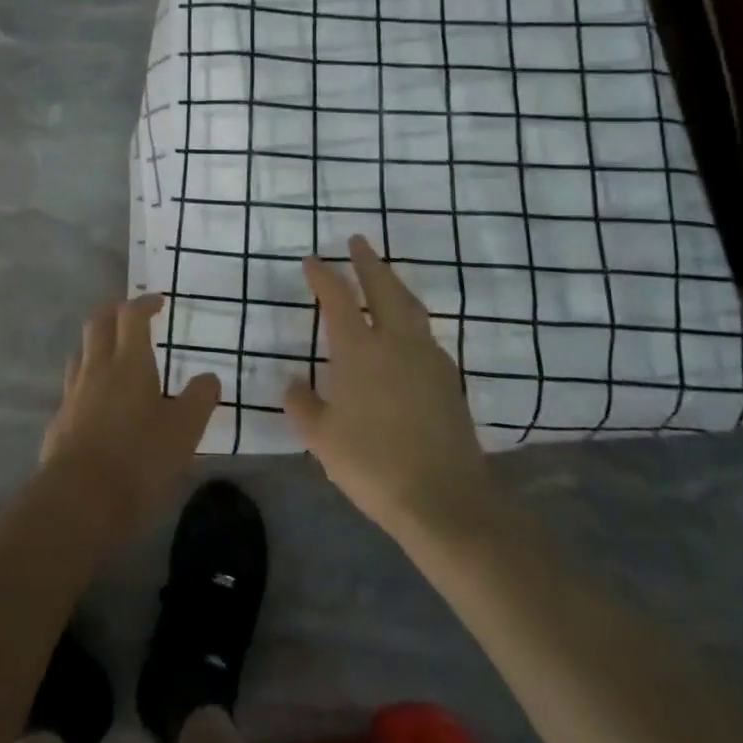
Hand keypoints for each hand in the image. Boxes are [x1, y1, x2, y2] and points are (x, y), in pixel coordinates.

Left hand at [40, 294, 220, 541]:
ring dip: (96, 345)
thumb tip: (210, 376)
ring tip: (113, 355)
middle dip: (113, 312)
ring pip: (80, 353)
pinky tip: (96, 403)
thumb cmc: (139, 459)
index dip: (144, 303)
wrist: (78, 500)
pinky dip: (86, 382)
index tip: (157, 302)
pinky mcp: (58, 421)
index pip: (131, 316)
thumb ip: (200, 399)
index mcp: (129, 362)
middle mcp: (96, 368)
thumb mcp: (184, 431)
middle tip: (129, 315)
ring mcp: (72, 394)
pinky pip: (72, 388)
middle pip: (97, 323)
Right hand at [286, 236, 496, 543]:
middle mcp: (395, 342)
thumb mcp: (322, 438)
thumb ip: (302, 405)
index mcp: (359, 350)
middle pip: (383, 288)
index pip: (337, 298)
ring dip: (394, 285)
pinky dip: (411, 319)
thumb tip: (293, 383)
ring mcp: (428, 359)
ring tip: (384, 278)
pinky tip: (407, 334)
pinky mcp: (449, 380)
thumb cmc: (373, 464)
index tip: (312, 261)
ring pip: (411, 307)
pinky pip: (426, 335)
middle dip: (368, 262)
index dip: (323, 276)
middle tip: (357, 241)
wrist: (445, 500)